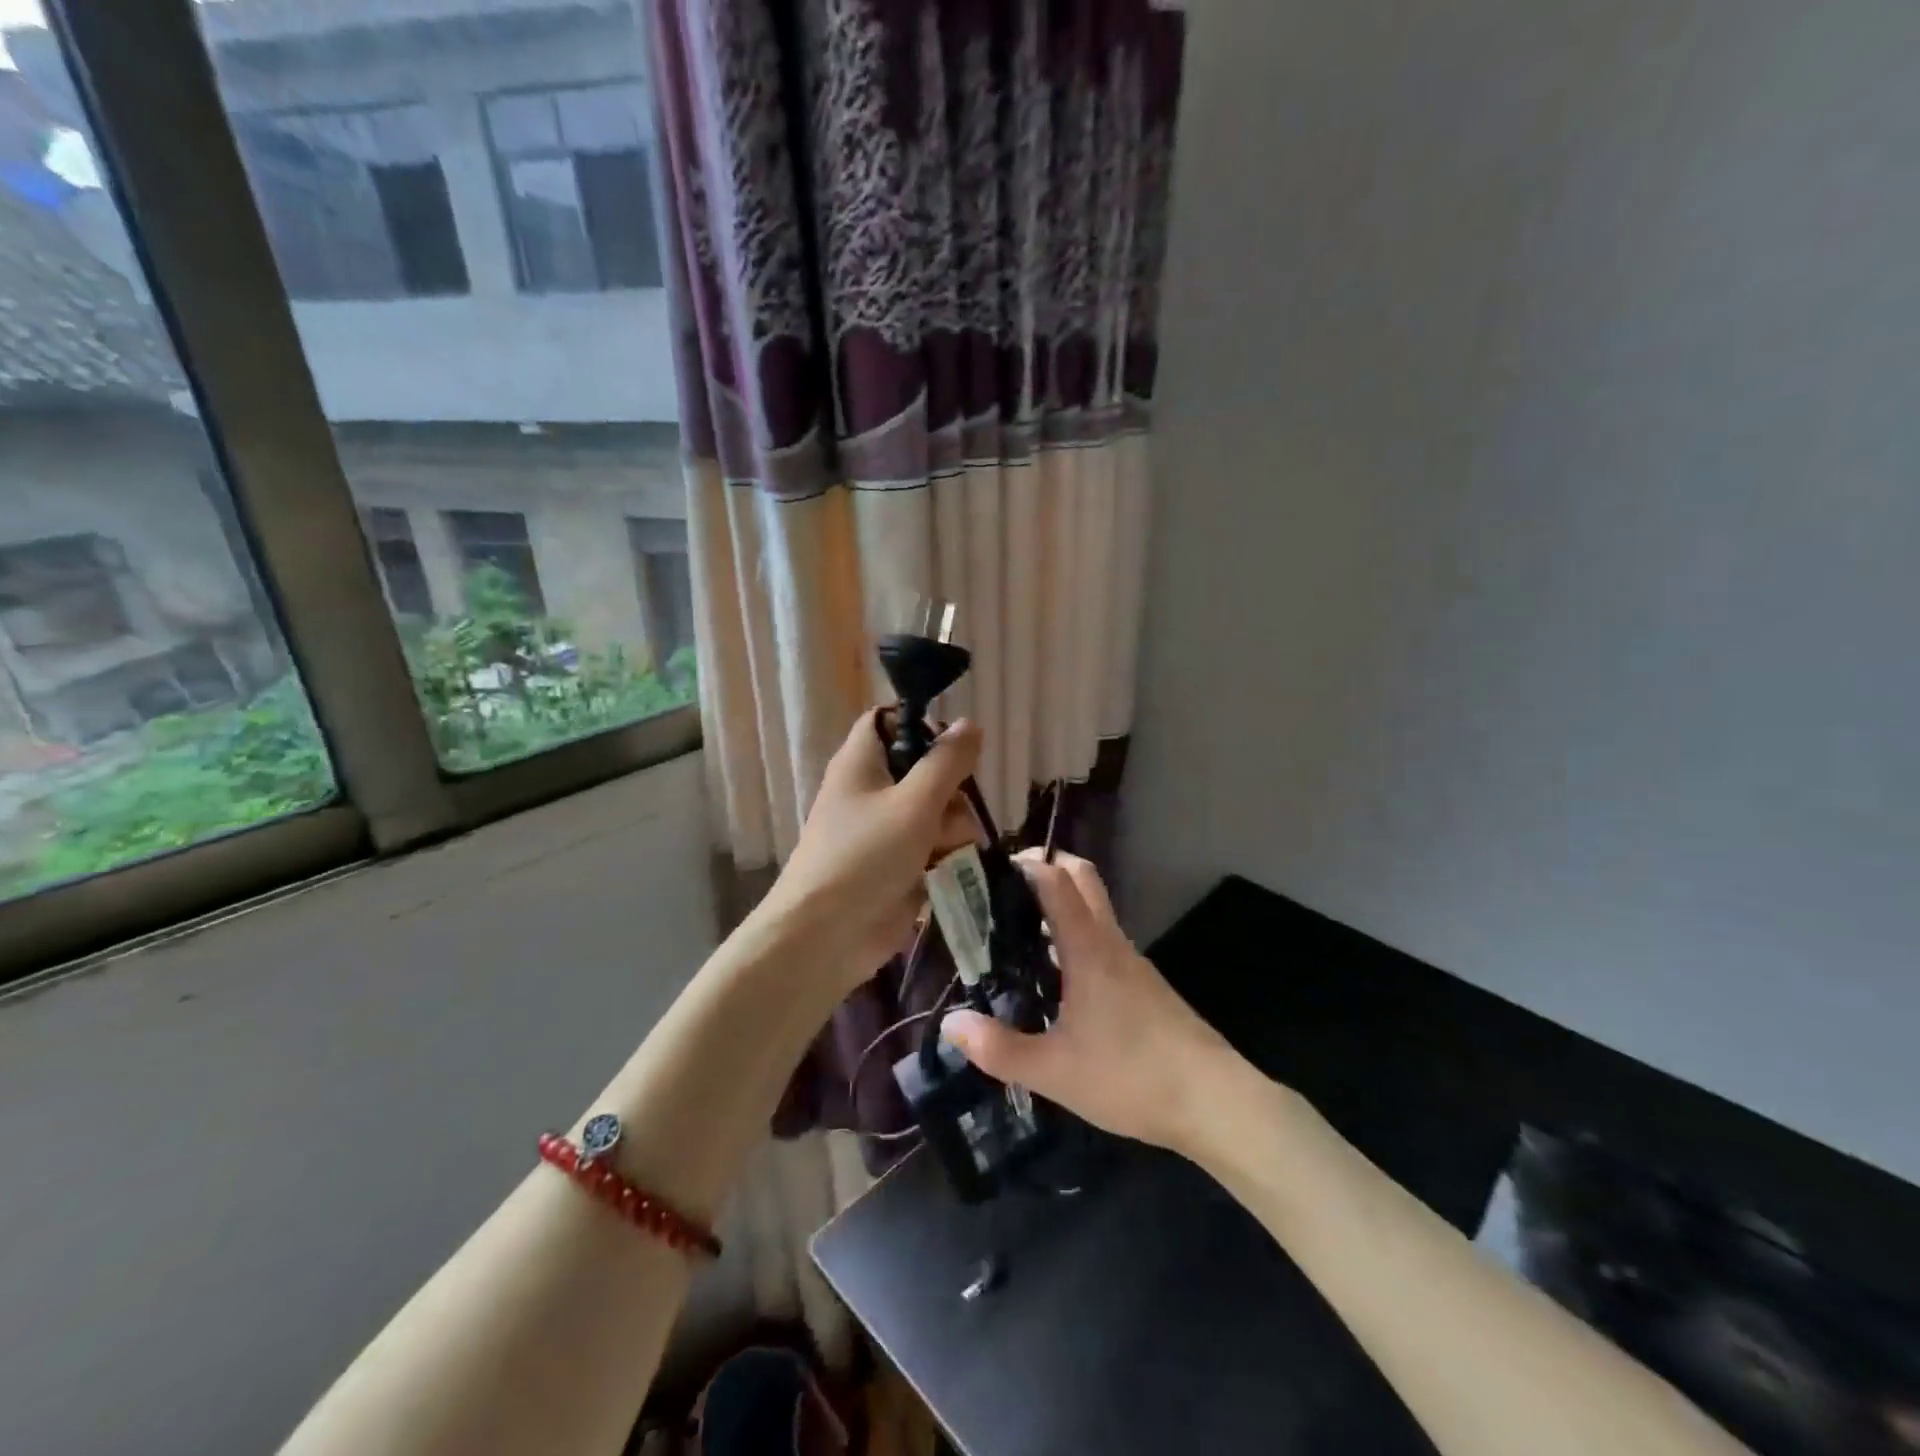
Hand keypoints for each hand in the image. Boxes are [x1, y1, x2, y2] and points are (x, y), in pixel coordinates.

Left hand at [757, 710, 981, 993]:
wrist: (827, 936)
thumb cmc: (866, 856)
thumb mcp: (914, 802)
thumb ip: (947, 762)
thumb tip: (970, 724)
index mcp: (863, 762)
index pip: (890, 721)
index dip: (922, 727)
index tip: (953, 749)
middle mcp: (872, 790)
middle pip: (926, 770)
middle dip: (951, 791)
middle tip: (953, 812)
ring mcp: (885, 830)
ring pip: (937, 811)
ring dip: (954, 829)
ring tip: (950, 851)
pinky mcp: (898, 865)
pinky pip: (934, 847)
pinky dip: (946, 855)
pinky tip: (952, 869)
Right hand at [941, 852, 1238, 1155]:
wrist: (1214, 1102)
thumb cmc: (1131, 1077)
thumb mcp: (1054, 1071)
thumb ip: (999, 1049)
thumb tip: (950, 1024)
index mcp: (1089, 949)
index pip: (1057, 881)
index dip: (1026, 863)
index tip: (990, 865)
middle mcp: (1112, 943)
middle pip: (1084, 879)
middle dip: (1048, 866)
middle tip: (1006, 885)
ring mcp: (1133, 963)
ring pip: (1095, 911)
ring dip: (1061, 904)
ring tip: (1018, 932)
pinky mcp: (1145, 985)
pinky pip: (1104, 941)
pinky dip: (1077, 937)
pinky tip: (1057, 978)